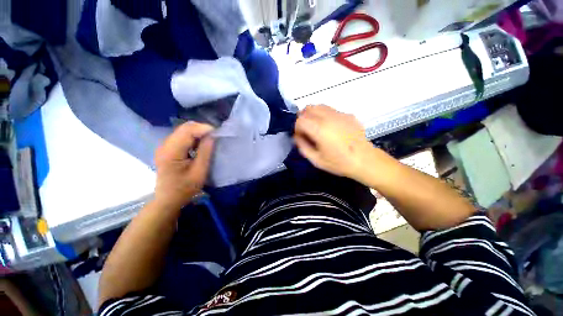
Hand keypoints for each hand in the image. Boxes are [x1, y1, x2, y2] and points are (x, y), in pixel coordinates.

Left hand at [154, 122, 214, 208]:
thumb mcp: (199, 172)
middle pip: (184, 128)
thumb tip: (212, 136)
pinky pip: (182, 136)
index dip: (204, 128)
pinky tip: (200, 144)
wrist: (168, 199)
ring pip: (183, 130)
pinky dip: (193, 137)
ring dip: (198, 132)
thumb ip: (205, 152)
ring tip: (210, 140)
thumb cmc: (185, 189)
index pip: (188, 131)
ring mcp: (165, 146)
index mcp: (171, 152)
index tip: (217, 133)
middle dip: (201, 129)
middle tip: (215, 136)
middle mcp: (165, 145)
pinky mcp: (167, 149)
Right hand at [294, 105, 373, 178]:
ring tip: (316, 127)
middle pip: (308, 108)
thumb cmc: (339, 163)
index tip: (301, 137)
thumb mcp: (316, 160)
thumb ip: (303, 146)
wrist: (365, 160)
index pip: (300, 120)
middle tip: (306, 131)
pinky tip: (330, 127)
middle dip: (303, 118)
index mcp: (320, 129)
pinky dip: (324, 115)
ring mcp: (340, 114)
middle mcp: (328, 117)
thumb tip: (297, 137)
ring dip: (313, 115)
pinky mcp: (348, 115)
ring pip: (319, 106)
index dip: (297, 128)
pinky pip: (330, 110)